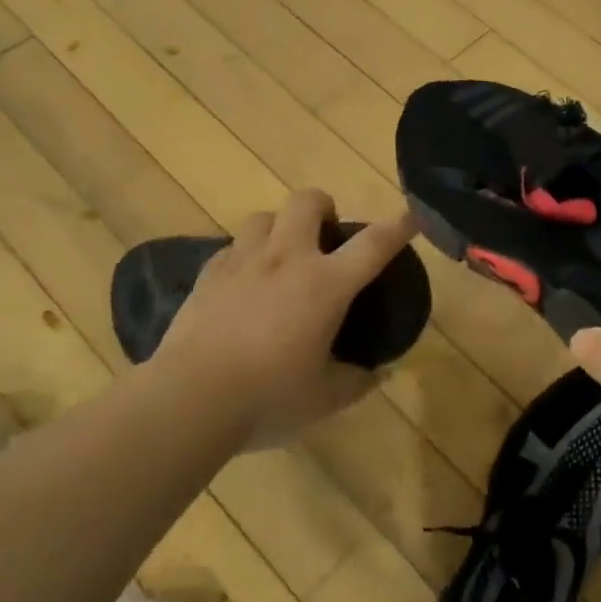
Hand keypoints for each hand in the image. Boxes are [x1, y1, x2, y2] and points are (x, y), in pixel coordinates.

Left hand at [159, 189, 417, 448]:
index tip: (410, 217)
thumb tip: (378, 374)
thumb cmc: (269, 397)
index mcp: (326, 284)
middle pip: (307, 201)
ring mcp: (243, 262)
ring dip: (279, 227)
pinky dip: (245, 256)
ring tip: (281, 256)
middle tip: (326, 234)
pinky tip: (244, 283)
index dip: (397, 227)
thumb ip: (357, 381)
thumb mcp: (325, 398)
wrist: (190, 399)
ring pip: (264, 217)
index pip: (373, 244)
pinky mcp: (208, 275)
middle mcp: (286, 259)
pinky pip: (232, 247)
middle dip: (323, 206)